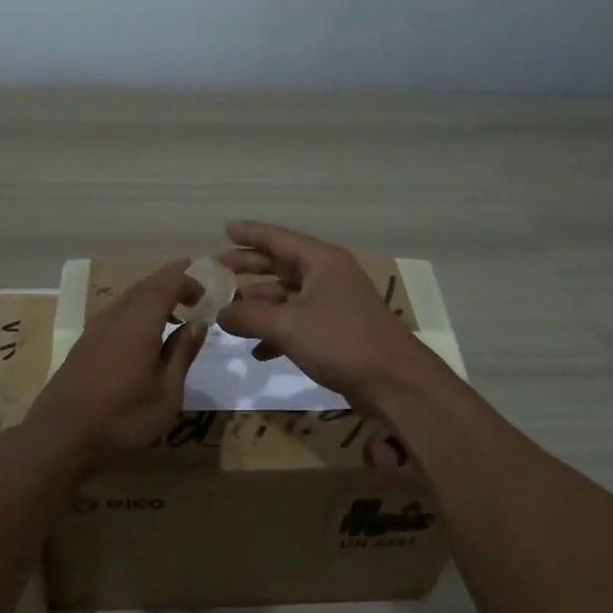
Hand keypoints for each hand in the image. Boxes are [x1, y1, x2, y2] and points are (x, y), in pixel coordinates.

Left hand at [26, 260, 207, 466]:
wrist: (59, 438)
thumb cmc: (122, 418)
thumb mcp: (166, 393)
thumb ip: (182, 353)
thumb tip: (198, 324)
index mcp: (140, 321)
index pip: (168, 283)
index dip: (190, 281)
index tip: (207, 294)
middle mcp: (116, 315)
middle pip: (147, 285)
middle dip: (171, 279)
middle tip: (195, 283)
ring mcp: (95, 328)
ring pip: (129, 297)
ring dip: (153, 294)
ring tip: (174, 306)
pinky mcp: (84, 344)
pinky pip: (117, 313)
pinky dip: (137, 310)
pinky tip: (143, 331)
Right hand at [217, 221, 435, 411]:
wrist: (394, 382)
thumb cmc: (341, 341)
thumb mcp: (288, 325)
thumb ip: (249, 316)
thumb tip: (221, 313)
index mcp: (322, 261)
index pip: (279, 238)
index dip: (250, 234)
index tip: (224, 230)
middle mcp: (329, 276)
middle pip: (282, 264)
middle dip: (250, 267)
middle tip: (219, 270)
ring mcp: (334, 305)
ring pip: (288, 296)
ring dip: (260, 304)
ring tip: (229, 314)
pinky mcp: (337, 333)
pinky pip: (298, 323)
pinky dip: (277, 332)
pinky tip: (258, 351)